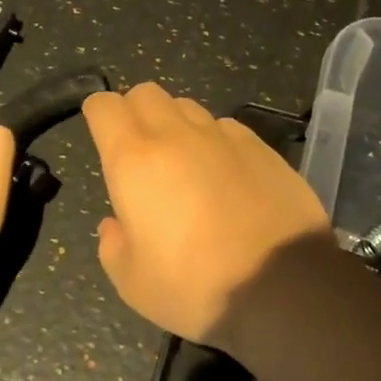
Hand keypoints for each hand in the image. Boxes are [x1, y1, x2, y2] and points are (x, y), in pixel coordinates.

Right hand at [82, 83, 333, 350]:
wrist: (282, 287)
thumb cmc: (195, 286)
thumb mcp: (133, 283)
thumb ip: (113, 246)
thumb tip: (115, 225)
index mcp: (135, 161)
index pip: (104, 106)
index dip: (98, 115)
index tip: (103, 136)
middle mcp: (176, 135)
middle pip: (146, 93)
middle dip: (136, 112)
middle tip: (140, 152)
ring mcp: (223, 136)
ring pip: (188, 107)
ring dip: (177, 125)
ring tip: (185, 164)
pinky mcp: (262, 147)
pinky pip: (226, 127)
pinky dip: (216, 141)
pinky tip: (226, 174)